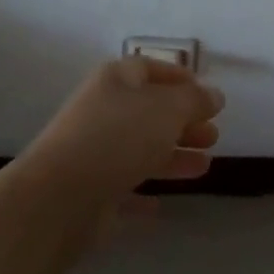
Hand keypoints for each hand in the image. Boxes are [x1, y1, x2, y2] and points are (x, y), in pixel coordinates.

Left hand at [24, 57, 224, 199]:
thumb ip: (195, 100)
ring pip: (140, 149)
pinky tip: (160, 204)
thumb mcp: (168, 109)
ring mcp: (93, 152)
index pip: (151, 69)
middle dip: (184, 122)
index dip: (180, 79)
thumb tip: (214, 95)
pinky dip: (142, 192)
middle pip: (149, 111)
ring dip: (173, 156)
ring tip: (205, 166)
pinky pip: (122, 188)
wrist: (59, 198)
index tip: (208, 96)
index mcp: (116, 80)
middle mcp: (102, 110)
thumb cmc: (119, 138)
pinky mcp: (88, 192)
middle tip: (213, 136)